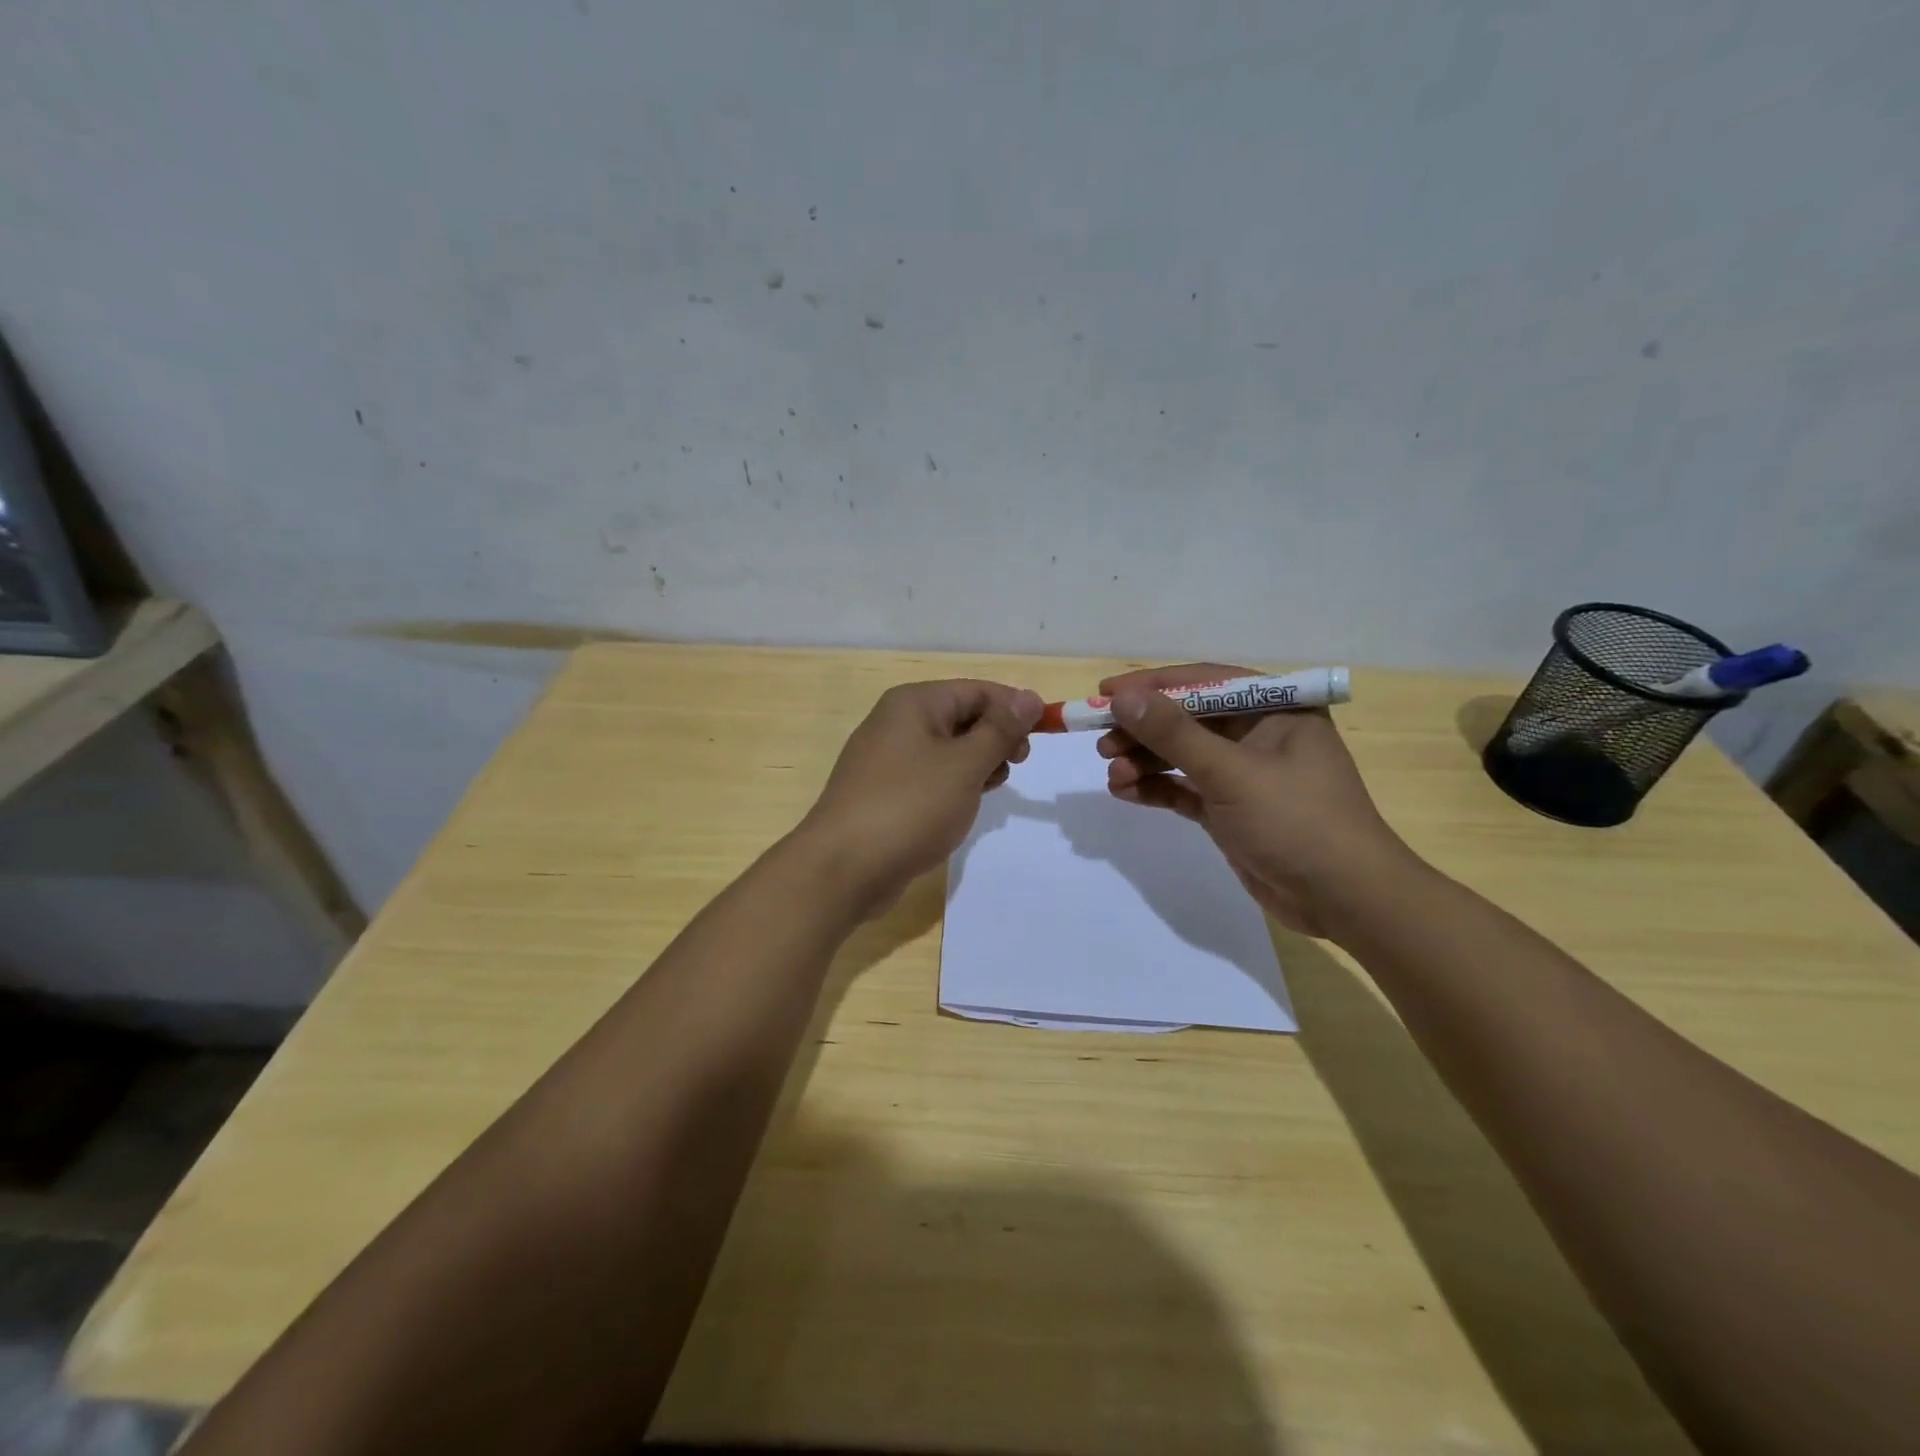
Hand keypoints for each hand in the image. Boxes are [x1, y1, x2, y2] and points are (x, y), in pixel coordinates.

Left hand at [798, 679, 1042, 915]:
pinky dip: (954, 785)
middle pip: (961, 717)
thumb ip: (1000, 730)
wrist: (843, 868)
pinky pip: (930, 777)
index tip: (1044, 734)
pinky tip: (965, 806)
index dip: (1013, 708)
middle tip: (1017, 764)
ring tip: (991, 787)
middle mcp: (897, 723)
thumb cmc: (910, 807)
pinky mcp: (885, 793)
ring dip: (977, 763)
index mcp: (914, 704)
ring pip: (948, 750)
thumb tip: (1028, 697)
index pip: (976, 690)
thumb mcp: (964, 765)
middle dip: (995, 737)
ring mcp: (887, 760)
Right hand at [1098, 663, 1412, 938]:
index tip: (1106, 693)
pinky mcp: (1231, 810)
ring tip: (1111, 772)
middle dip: (1143, 729)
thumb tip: (1123, 698)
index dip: (1153, 685)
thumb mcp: (1231, 773)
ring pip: (1182, 756)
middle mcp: (1259, 735)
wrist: (1344, 900)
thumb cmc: (1297, 821)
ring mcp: (1244, 775)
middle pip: (1188, 720)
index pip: (1205, 682)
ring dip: (1144, 761)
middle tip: (1101, 739)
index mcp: (1276, 709)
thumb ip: (1174, 734)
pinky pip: (1185, 789)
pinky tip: (1124, 791)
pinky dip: (1156, 788)